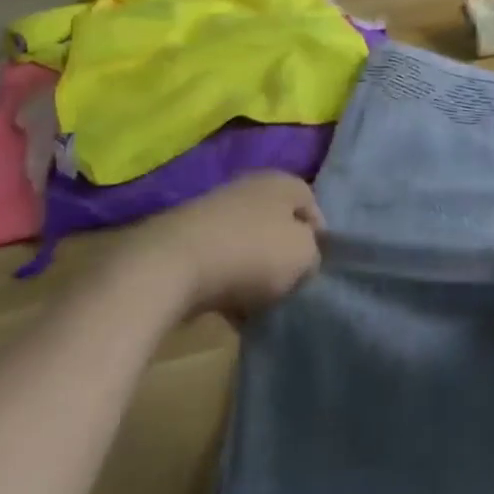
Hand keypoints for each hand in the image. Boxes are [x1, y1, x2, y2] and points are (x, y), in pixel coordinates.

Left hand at [137, 171, 323, 320]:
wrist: (174, 264)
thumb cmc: (252, 252)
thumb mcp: (303, 255)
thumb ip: (313, 254)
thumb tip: (302, 259)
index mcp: (282, 182)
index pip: (312, 205)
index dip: (319, 239)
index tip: (315, 272)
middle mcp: (252, 187)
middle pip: (279, 225)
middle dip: (285, 257)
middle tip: (290, 288)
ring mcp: (218, 211)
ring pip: (250, 244)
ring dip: (257, 274)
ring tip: (260, 306)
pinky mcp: (192, 237)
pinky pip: (223, 261)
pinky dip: (229, 283)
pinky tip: (230, 311)